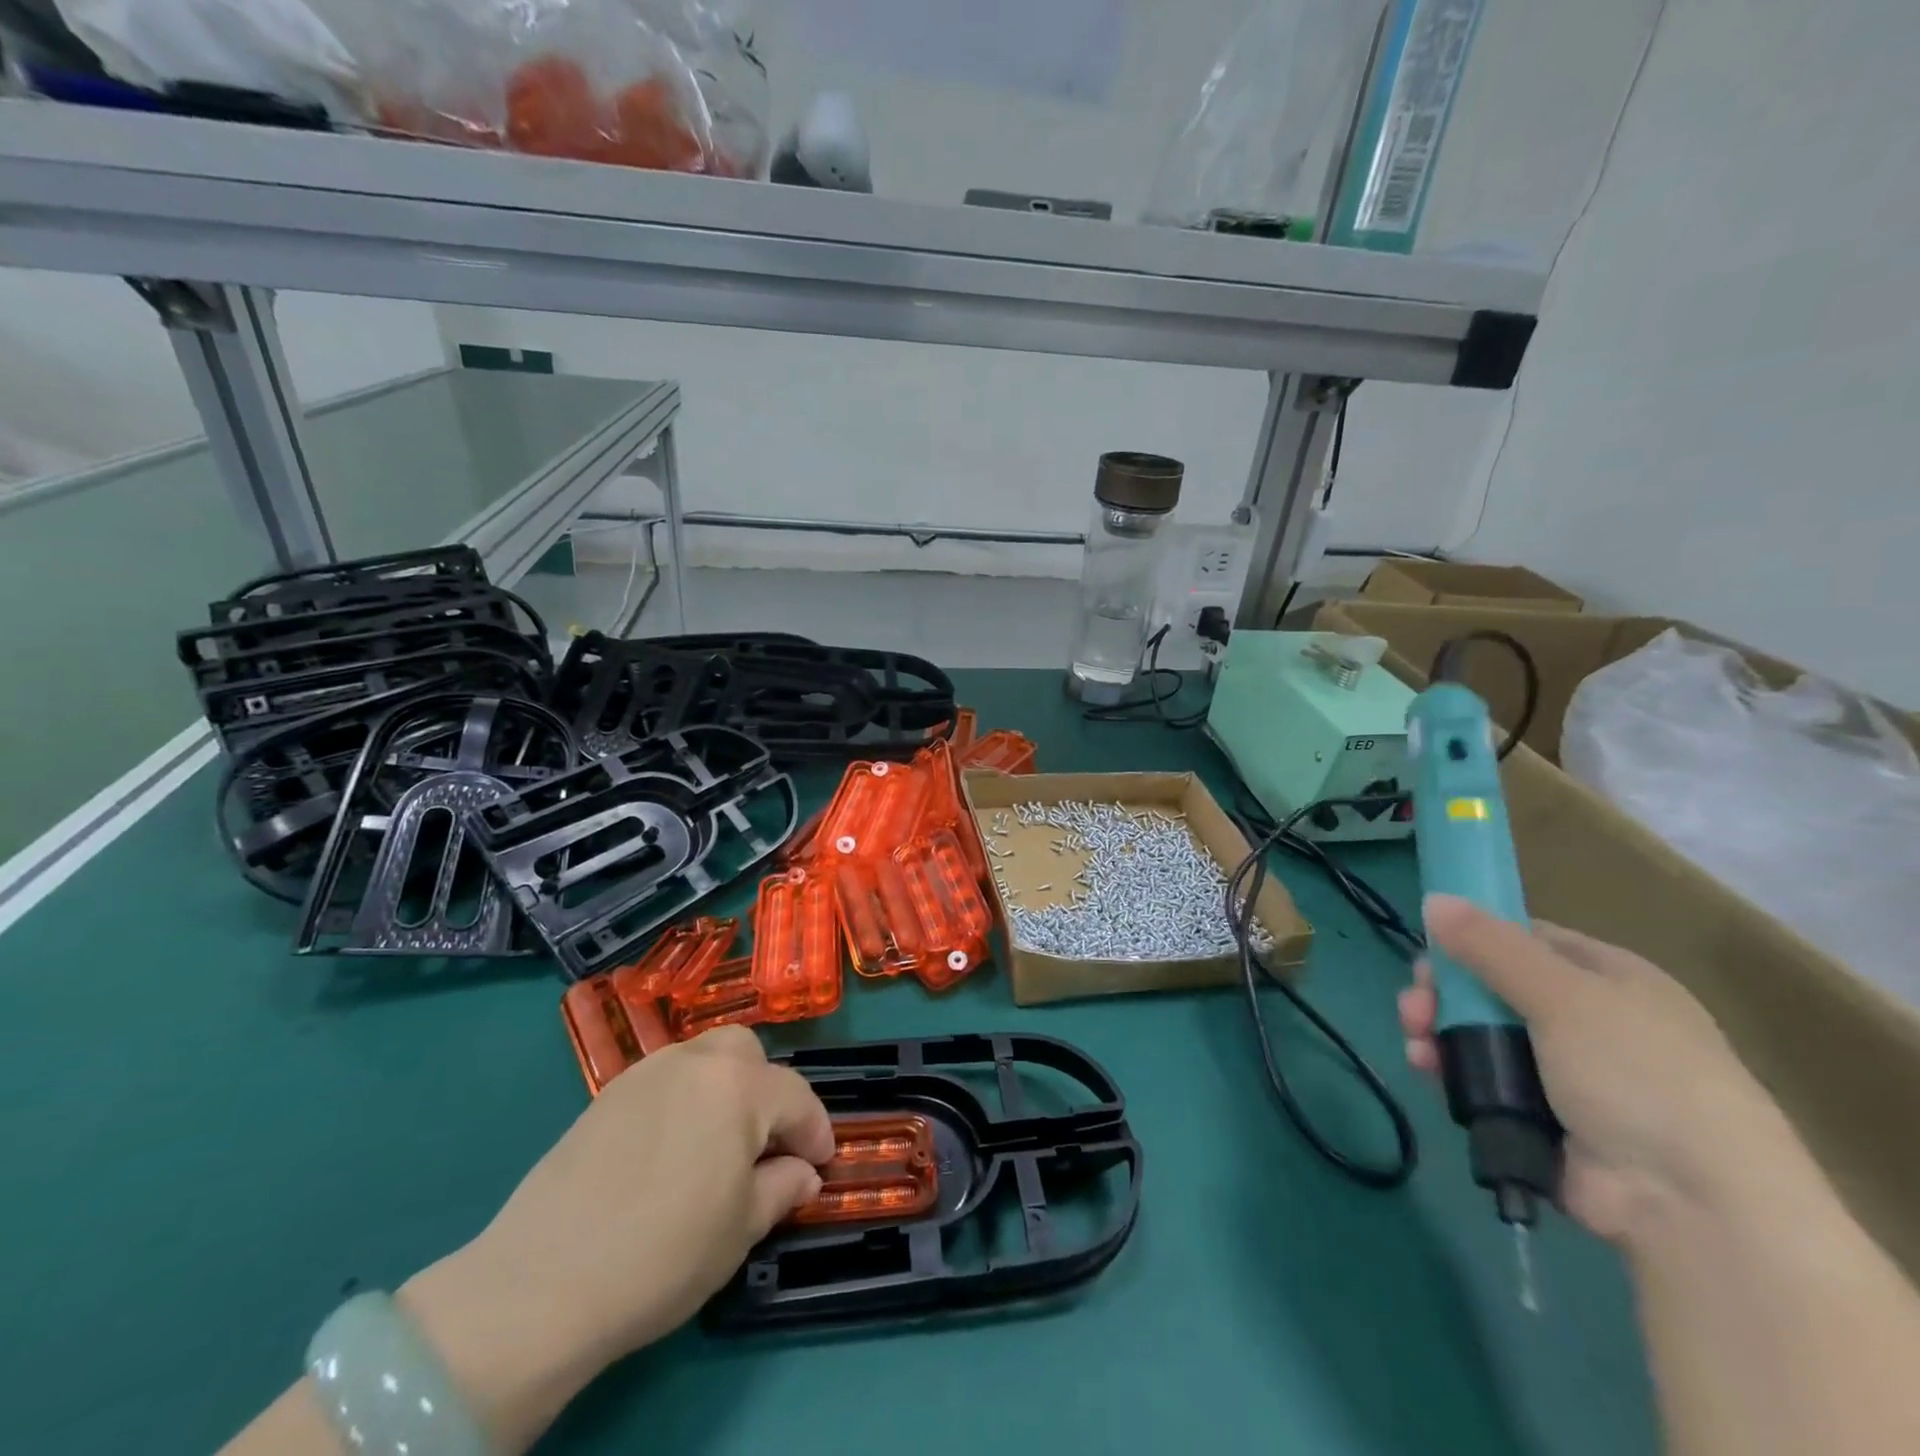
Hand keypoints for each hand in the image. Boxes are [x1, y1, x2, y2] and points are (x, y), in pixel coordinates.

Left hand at [398, 1028, 833, 1450]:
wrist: (542, 1281)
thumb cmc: (663, 1253)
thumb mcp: (740, 1230)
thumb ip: (781, 1188)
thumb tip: (802, 1173)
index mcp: (739, 1087)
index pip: (795, 1097)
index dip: (815, 1131)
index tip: (821, 1162)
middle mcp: (696, 1062)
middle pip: (748, 1054)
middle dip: (767, 1091)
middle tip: (765, 1143)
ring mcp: (647, 1072)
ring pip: (704, 1058)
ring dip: (725, 1088)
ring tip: (718, 1142)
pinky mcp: (607, 1094)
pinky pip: (665, 1080)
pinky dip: (683, 1099)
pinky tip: (671, 1148)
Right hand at [1399, 895, 1796, 1250]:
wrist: (1695, 1206)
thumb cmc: (1639, 1076)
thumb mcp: (1564, 996)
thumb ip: (1491, 946)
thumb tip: (1434, 899)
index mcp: (1608, 980)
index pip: (1525, 939)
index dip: (1473, 938)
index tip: (1431, 949)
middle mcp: (1586, 1020)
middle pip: (1490, 986)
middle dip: (1443, 991)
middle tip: (1415, 1005)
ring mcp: (1561, 1072)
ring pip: (1476, 1032)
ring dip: (1436, 1029)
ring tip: (1416, 1043)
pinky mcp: (1537, 1116)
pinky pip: (1478, 1078)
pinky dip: (1447, 1069)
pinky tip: (1425, 1068)